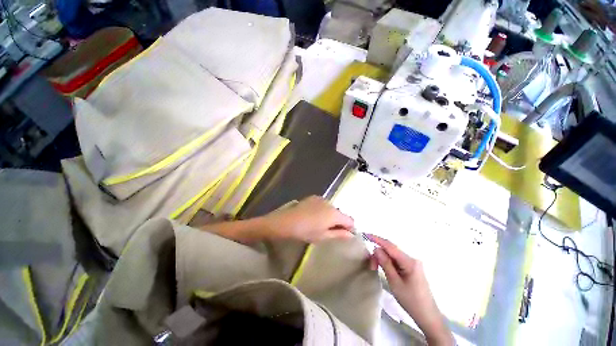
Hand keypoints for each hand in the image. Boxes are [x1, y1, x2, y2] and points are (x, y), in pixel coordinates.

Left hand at [260, 196, 354, 241]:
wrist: (287, 221)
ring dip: (330, 215)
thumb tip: (351, 234)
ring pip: (331, 208)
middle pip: (340, 213)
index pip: (350, 220)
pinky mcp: (314, 197)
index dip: (350, 228)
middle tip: (330, 230)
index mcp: (335, 214)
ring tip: (320, 223)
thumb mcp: (323, 236)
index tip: (344, 234)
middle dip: (338, 221)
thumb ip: (339, 234)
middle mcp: (331, 203)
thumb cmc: (306, 231)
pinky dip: (323, 210)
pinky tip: (313, 216)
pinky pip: (323, 204)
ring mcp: (322, 199)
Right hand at [367, 234, 452, 345]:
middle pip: (391, 250)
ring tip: (375, 268)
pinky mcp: (411, 268)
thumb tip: (376, 248)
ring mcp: (412, 263)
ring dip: (382, 258)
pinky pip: (396, 260)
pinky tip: (383, 267)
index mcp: (409, 262)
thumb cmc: (411, 301)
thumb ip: (385, 264)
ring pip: (393, 255)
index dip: (377, 239)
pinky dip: (387, 262)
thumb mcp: (394, 282)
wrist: (427, 316)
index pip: (390, 246)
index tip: (366, 235)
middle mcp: (412, 259)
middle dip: (378, 253)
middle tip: (371, 265)